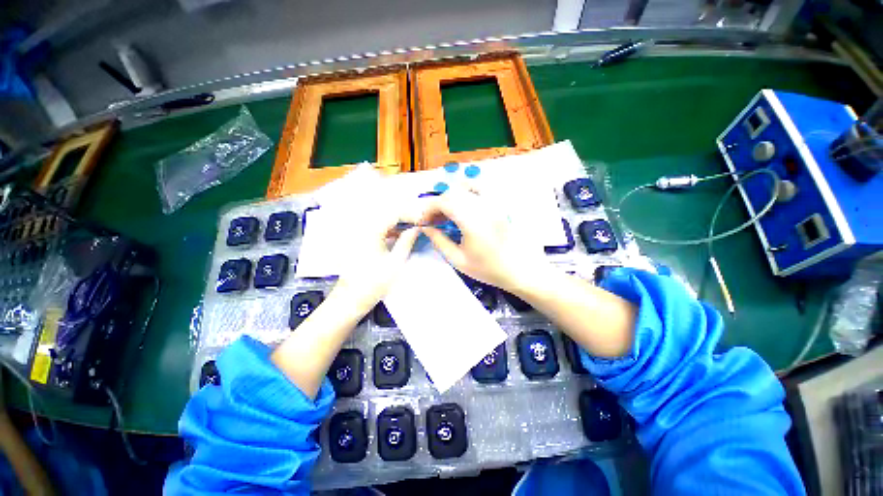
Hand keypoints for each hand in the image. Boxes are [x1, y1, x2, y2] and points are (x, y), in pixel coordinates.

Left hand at [331, 204, 419, 317]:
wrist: (350, 299)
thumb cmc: (374, 282)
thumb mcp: (396, 262)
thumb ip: (407, 242)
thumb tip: (416, 229)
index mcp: (371, 231)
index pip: (394, 214)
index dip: (411, 215)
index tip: (424, 221)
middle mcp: (364, 229)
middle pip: (388, 215)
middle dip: (406, 218)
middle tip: (420, 225)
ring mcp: (361, 235)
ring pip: (383, 222)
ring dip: (399, 224)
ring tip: (413, 231)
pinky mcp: (360, 242)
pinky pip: (378, 230)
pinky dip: (391, 231)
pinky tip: (399, 237)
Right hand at [418, 188, 549, 292]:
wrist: (521, 269)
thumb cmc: (489, 269)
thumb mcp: (458, 260)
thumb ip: (439, 241)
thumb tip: (426, 228)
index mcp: (472, 221)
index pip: (444, 202)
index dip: (429, 209)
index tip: (423, 221)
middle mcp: (483, 206)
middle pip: (453, 193)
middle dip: (438, 204)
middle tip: (433, 220)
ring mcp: (494, 203)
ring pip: (465, 188)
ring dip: (451, 198)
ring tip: (447, 213)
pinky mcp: (500, 204)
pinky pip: (481, 188)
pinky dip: (467, 191)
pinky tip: (464, 203)